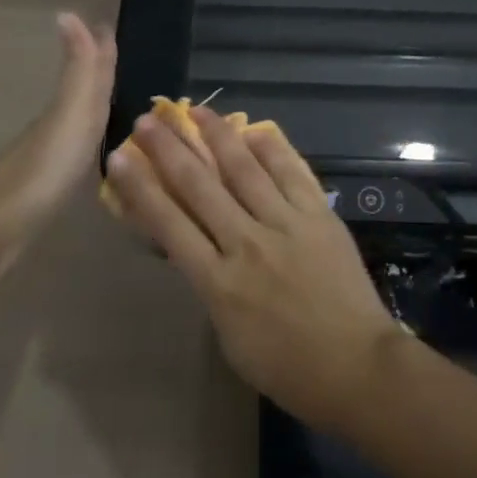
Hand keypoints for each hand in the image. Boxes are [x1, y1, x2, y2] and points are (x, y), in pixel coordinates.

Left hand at [0, 12, 115, 236]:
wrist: (0, 224)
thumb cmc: (45, 166)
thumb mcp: (71, 112)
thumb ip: (78, 69)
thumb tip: (68, 12)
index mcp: (69, 106)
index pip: (89, 70)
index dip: (100, 49)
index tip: (108, 24)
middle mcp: (60, 123)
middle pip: (83, 89)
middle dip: (99, 69)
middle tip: (115, 52)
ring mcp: (52, 153)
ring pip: (80, 118)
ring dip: (95, 103)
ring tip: (114, 95)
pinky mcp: (51, 182)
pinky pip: (79, 146)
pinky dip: (89, 137)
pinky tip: (93, 146)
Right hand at [103, 105, 405, 432]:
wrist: (357, 367)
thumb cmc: (287, 367)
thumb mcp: (230, 336)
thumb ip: (211, 286)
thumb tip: (201, 247)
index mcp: (218, 283)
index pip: (169, 224)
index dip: (140, 188)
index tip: (119, 157)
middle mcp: (246, 243)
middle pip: (200, 186)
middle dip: (170, 149)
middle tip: (147, 120)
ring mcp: (285, 224)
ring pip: (244, 169)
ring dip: (217, 136)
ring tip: (197, 111)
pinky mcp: (318, 215)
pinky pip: (291, 172)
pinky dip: (270, 148)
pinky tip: (253, 129)